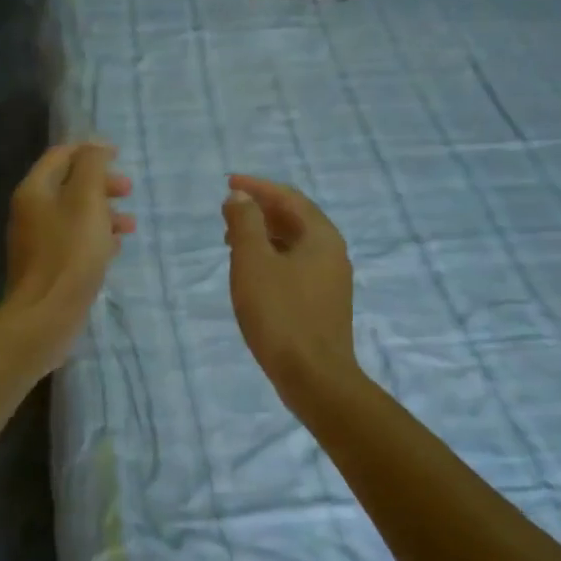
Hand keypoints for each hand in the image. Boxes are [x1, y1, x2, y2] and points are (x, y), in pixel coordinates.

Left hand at [5, 142, 135, 366]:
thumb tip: (96, 147)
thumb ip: (92, 167)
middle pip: (69, 185)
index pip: (61, 155)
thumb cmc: (70, 252)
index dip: (90, 151)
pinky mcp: (48, 266)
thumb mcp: (86, 201)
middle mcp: (31, 212)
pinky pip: (74, 241)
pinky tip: (115, 248)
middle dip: (101, 184)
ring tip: (130, 225)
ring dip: (104, 212)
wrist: (46, 315)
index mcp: (35, 190)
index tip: (119, 155)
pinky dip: (96, 237)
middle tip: (128, 191)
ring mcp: (38, 241)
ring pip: (75, 215)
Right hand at [221, 174, 357, 402]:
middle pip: (294, 218)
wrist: (314, 377)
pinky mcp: (323, 302)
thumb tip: (241, 197)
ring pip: (294, 244)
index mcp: (321, 236)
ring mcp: (331, 279)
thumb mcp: (253, 262)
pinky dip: (272, 257)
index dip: (257, 187)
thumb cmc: (280, 314)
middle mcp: (332, 252)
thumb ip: (245, 223)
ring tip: (232, 240)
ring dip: (264, 235)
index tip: (228, 183)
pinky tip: (252, 273)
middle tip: (228, 212)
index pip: (288, 197)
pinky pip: (296, 265)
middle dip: (260, 210)